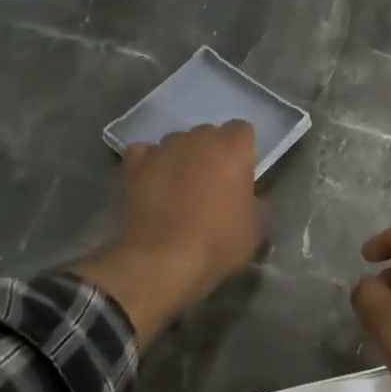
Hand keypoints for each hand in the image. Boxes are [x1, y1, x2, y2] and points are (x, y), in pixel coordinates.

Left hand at [67, 121, 263, 339]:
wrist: (161, 261)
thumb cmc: (216, 244)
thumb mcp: (255, 230)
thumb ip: (257, 204)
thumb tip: (252, 199)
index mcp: (232, 148)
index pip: (242, 131)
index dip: (241, 152)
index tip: (240, 176)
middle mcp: (197, 138)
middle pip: (208, 135)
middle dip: (211, 154)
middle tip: (211, 185)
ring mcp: (162, 148)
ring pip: (177, 143)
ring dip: (181, 159)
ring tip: (178, 189)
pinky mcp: (133, 164)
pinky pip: (145, 153)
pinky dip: (149, 164)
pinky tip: (152, 184)